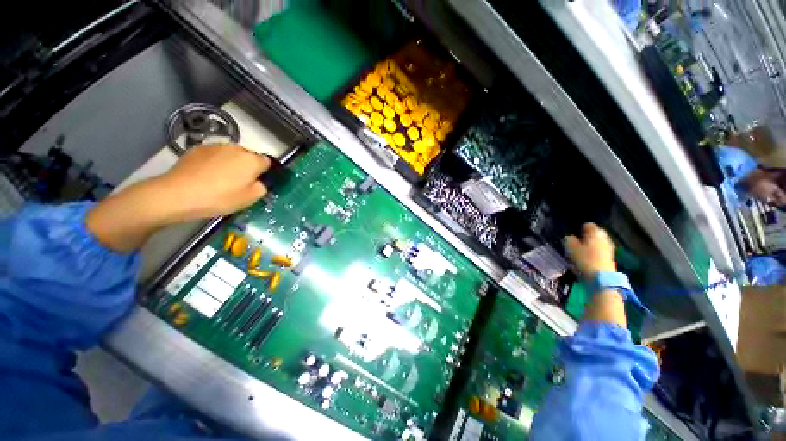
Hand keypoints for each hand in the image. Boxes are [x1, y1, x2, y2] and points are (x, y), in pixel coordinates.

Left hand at [157, 144, 270, 219]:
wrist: (179, 193)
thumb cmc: (220, 197)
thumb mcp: (250, 199)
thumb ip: (262, 187)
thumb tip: (259, 182)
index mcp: (252, 160)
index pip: (267, 162)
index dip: (264, 172)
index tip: (257, 183)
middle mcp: (237, 148)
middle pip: (248, 156)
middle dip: (247, 166)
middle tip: (239, 183)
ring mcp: (216, 146)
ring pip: (231, 154)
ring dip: (231, 163)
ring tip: (220, 179)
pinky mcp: (198, 148)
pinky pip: (214, 154)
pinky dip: (214, 162)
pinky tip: (206, 175)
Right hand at [565, 223, 615, 277]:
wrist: (601, 277)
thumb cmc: (585, 259)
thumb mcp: (571, 248)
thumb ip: (569, 240)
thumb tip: (570, 237)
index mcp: (595, 232)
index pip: (588, 225)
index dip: (580, 228)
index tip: (573, 234)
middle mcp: (604, 237)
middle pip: (595, 233)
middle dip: (587, 237)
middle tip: (577, 242)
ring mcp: (609, 247)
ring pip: (598, 242)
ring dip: (591, 245)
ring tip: (581, 251)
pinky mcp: (610, 257)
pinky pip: (600, 250)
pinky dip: (595, 252)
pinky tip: (588, 258)